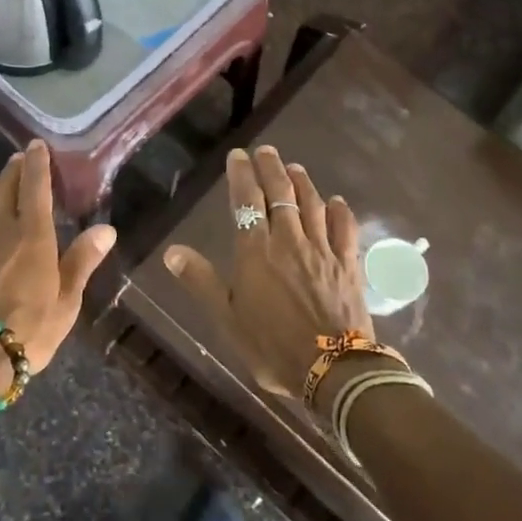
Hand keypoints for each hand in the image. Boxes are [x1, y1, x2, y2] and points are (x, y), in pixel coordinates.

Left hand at [0, 140, 115, 374]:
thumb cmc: (27, 329)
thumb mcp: (66, 301)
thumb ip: (82, 261)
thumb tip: (106, 230)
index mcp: (32, 234)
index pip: (35, 186)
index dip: (37, 163)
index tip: (36, 145)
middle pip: (4, 187)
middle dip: (13, 170)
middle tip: (19, 160)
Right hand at [163, 145, 370, 399]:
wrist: (332, 370)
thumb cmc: (272, 346)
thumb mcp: (227, 318)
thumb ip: (201, 281)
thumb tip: (172, 251)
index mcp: (256, 252)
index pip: (247, 202)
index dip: (241, 176)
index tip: (238, 156)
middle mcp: (289, 241)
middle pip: (281, 195)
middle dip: (271, 169)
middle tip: (266, 150)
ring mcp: (322, 250)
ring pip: (312, 205)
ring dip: (303, 182)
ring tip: (295, 167)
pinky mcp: (348, 264)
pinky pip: (344, 229)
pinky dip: (340, 211)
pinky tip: (337, 201)